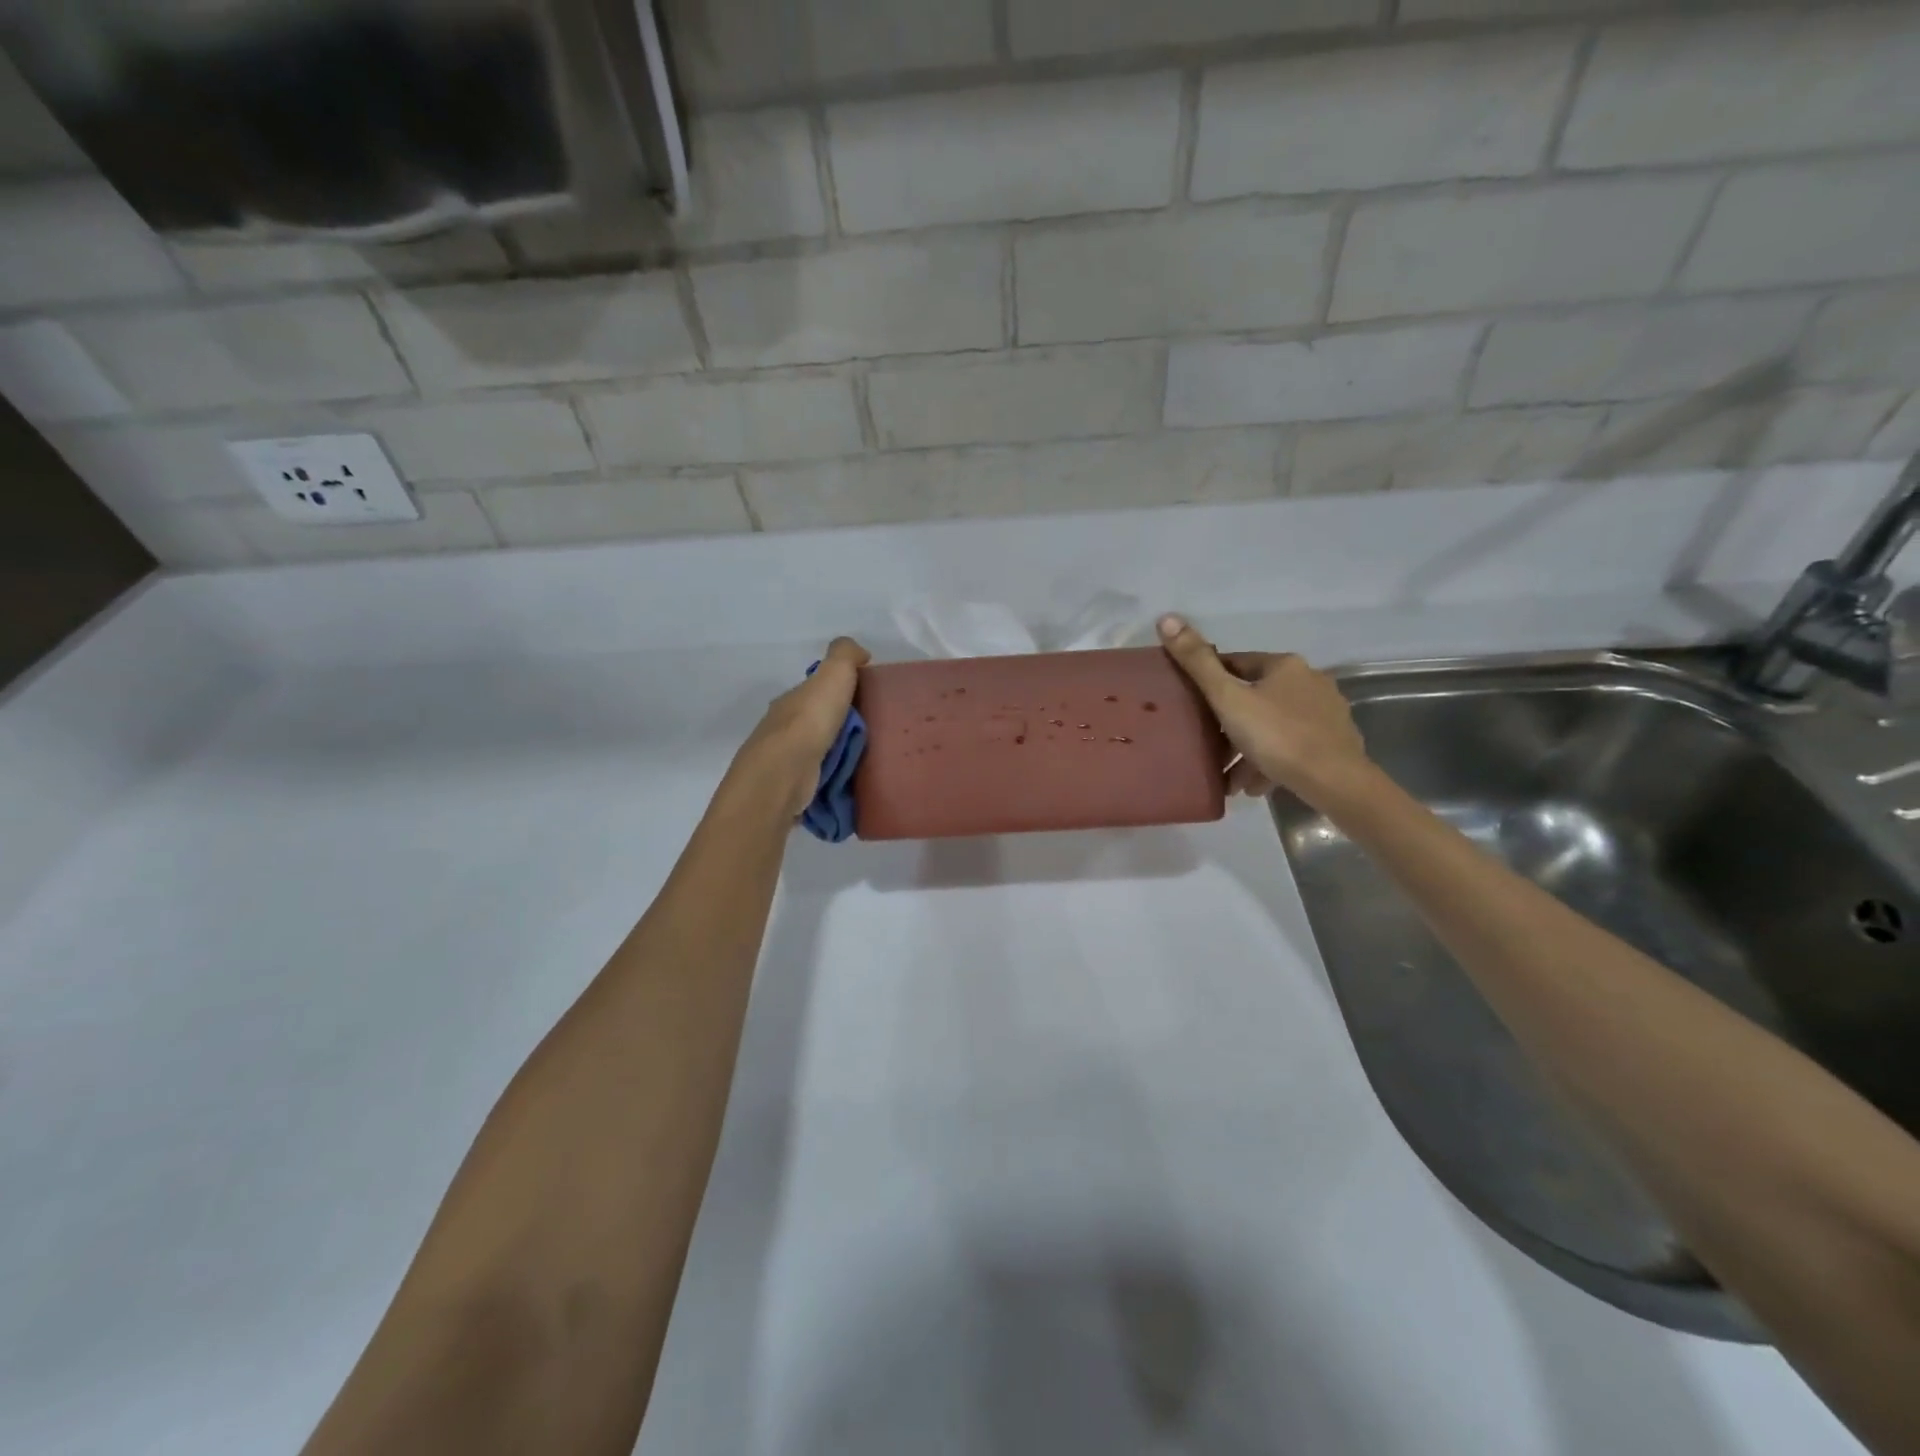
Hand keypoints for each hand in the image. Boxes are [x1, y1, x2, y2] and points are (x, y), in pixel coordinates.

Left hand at [728, 636, 870, 818]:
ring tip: (865, 761)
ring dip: (835, 755)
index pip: (816, 692)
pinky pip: (817, 779)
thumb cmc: (810, 720)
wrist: (786, 772)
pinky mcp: (791, 787)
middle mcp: (782, 727)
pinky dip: (830, 779)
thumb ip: (845, 655)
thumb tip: (861, 653)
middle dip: (839, 727)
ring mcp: (785, 760)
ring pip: (816, 752)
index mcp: (792, 700)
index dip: (839, 693)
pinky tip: (848, 783)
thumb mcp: (833, 674)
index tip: (866, 701)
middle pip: (816, 723)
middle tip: (873, 735)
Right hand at [1157, 615, 1371, 808]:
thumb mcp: (1228, 699)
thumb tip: (1166, 618)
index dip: (1210, 682)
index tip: (1191, 706)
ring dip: (1248, 749)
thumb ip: (1197, 663)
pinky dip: (1270, 761)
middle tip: (1208, 747)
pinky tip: (1253, 786)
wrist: (1335, 781)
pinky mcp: (1334, 742)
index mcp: (1284, 665)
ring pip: (1273, 726)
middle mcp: (1310, 680)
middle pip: (1255, 698)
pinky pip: (1291, 746)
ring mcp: (1325, 712)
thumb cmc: (1276, 736)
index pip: (1237, 663)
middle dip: (1229, 724)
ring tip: (1228, 777)